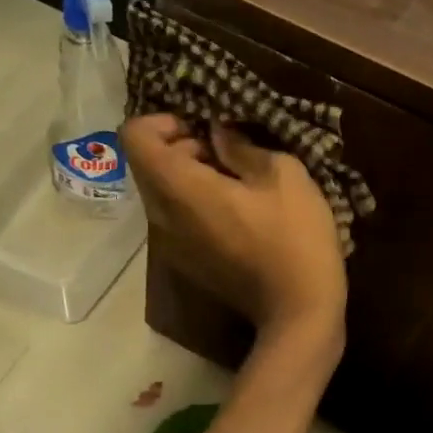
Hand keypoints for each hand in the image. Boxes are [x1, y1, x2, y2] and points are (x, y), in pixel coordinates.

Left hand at [122, 114, 346, 351]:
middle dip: (179, 146)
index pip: (134, 136)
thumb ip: (241, 146)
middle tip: (227, 152)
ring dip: (188, 174)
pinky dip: (192, 202)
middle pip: (145, 163)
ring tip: (235, 180)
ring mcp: (169, 244)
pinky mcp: (184, 262)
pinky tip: (234, 210)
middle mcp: (161, 216)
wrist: (298, 310)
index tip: (201, 128)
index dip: (162, 121)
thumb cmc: (295, 237)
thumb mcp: (283, 175)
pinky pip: (173, 217)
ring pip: (159, 191)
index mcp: (180, 189)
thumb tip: (217, 133)